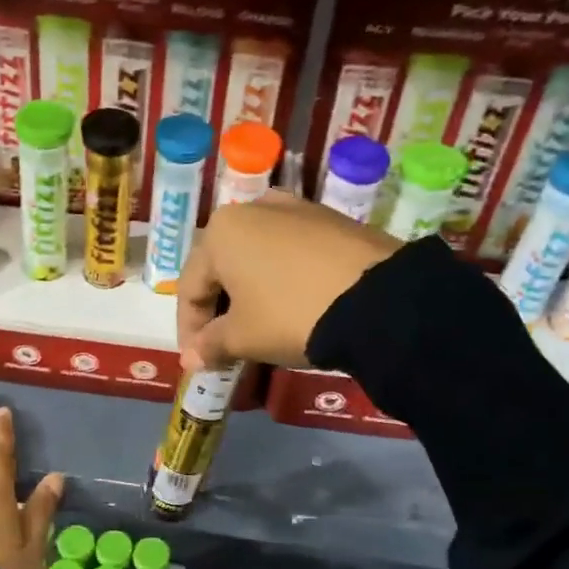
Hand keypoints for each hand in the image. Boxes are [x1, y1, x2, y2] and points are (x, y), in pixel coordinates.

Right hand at [178, 191, 400, 370]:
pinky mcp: (332, 220)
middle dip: (220, 308)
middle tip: (225, 345)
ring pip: (258, 256)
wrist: (379, 299)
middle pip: (223, 266)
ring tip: (260, 326)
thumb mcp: (244, 337)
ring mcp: (297, 209)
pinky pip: (292, 252)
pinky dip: (283, 279)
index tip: (197, 359)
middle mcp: (253, 209)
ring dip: (251, 291)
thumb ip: (211, 344)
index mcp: (221, 231)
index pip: (190, 286)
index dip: (189, 328)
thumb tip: (191, 359)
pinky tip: (295, 305)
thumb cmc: (291, 314)